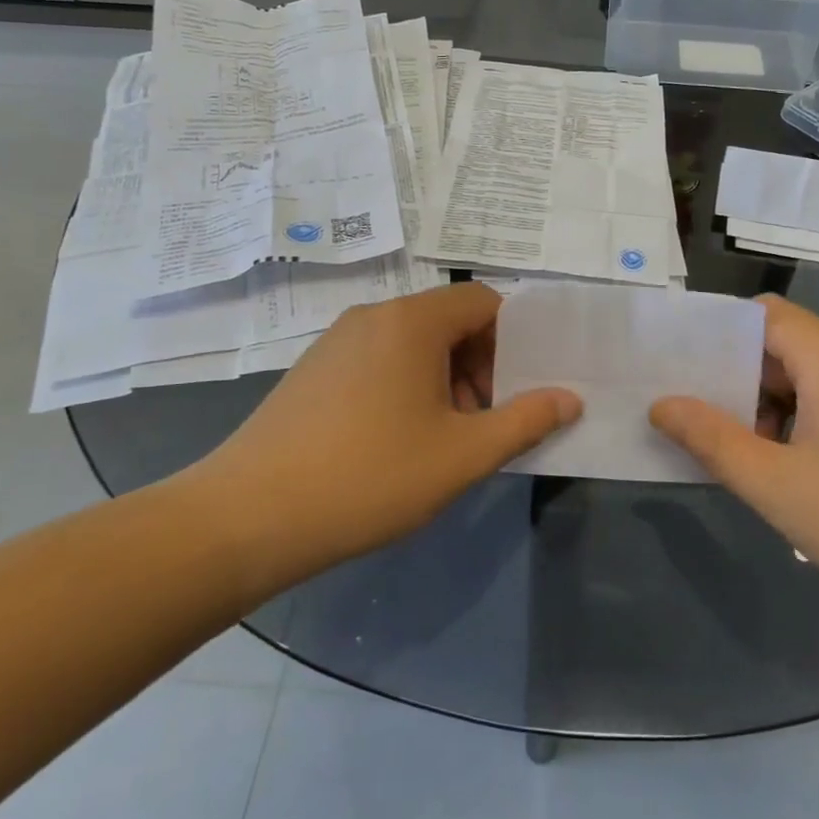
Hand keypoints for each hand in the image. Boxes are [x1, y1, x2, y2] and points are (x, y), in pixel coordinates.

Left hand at [194, 283, 580, 593]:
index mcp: (412, 321)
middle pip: (448, 320)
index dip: (512, 341)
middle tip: (482, 421)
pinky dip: (404, 385)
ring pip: (412, 343)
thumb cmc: (370, 477)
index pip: (484, 302)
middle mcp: (373, 315)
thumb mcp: (462, 455)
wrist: (248, 516)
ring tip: (441, 438)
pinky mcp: (312, 369)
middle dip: (479, 365)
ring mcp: (336, 340)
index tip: (513, 392)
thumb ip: (525, 421)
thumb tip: (570, 397)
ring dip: (443, 379)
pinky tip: (393, 442)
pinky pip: (377, 360)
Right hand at [649, 295, 818, 609]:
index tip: (681, 362)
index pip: (763, 314)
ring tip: (742, 449)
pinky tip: (798, 470)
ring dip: (773, 403)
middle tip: (699, 414)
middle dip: (738, 375)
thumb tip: (663, 404)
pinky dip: (807, 419)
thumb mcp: (777, 485)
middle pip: (786, 344)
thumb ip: (713, 440)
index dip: (718, 330)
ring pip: (814, 377)